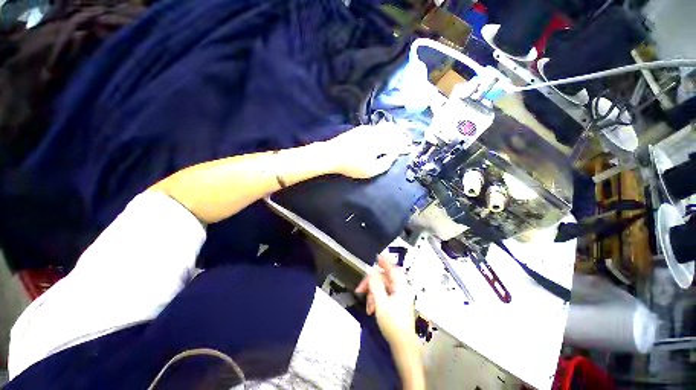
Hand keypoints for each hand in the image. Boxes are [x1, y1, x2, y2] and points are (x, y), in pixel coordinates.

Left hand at [324, 122, 411, 178]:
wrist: (332, 154)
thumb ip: (385, 163)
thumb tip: (394, 155)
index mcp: (380, 143)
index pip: (397, 143)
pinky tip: (384, 131)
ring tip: (400, 134)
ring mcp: (367, 129)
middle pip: (393, 131)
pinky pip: (377, 126)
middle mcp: (376, 133)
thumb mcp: (370, 170)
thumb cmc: (352, 165)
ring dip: (394, 130)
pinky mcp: (360, 129)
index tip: (411, 148)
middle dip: (402, 136)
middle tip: (408, 140)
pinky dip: (384, 128)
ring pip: (385, 127)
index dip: (405, 146)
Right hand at [355, 257, 416, 348]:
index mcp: (400, 287)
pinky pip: (384, 296)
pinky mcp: (396, 305)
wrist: (402, 346)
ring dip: (372, 295)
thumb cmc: (393, 324)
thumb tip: (370, 271)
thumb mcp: (381, 303)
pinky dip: (376, 300)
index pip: (392, 269)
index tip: (376, 257)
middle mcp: (400, 290)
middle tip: (360, 289)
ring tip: (368, 306)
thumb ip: (375, 285)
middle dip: (371, 284)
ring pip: (382, 289)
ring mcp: (399, 298)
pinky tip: (371, 309)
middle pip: (384, 280)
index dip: (384, 262)